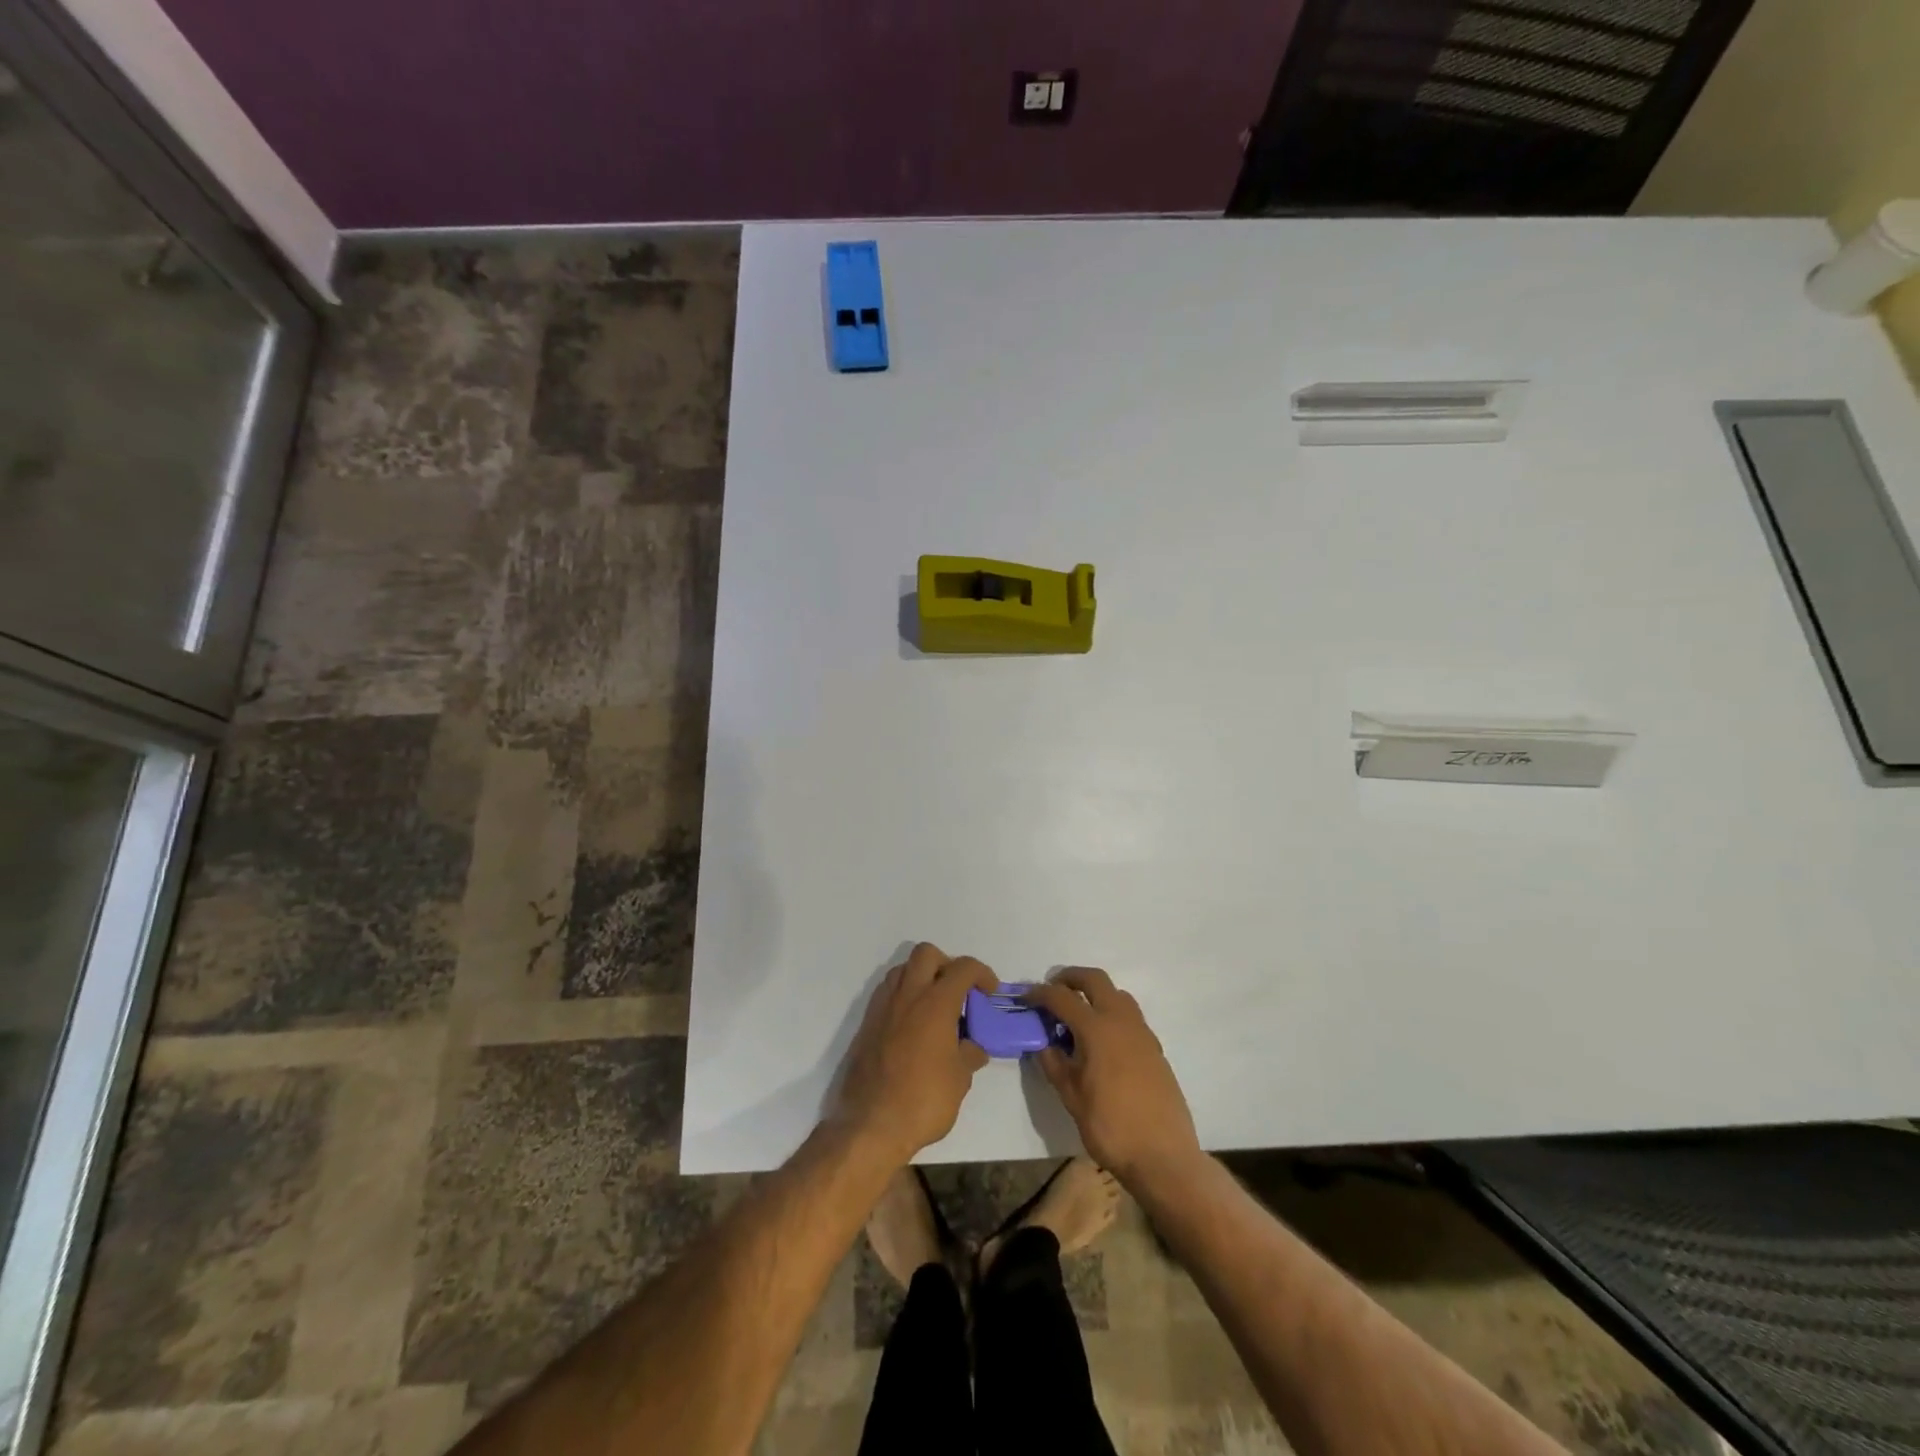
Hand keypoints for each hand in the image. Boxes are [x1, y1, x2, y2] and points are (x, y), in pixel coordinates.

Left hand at [830, 943, 995, 1165]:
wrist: (869, 1125)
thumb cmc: (922, 1101)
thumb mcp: (959, 1080)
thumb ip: (969, 1054)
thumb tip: (972, 1046)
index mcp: (936, 1003)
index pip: (963, 968)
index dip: (982, 973)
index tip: (990, 992)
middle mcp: (907, 995)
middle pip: (927, 953)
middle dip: (947, 964)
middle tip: (958, 992)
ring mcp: (883, 1006)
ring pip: (903, 969)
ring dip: (922, 977)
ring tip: (935, 1007)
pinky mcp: (866, 1023)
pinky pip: (887, 992)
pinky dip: (904, 996)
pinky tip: (913, 1025)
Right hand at [1025, 968, 1201, 1186]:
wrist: (1164, 1156)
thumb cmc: (1111, 1128)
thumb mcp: (1071, 1098)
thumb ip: (1055, 1064)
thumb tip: (1044, 1044)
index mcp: (1097, 1029)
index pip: (1062, 997)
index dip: (1040, 994)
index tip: (1026, 998)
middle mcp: (1121, 1021)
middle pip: (1095, 979)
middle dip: (1070, 978)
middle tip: (1053, 990)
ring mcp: (1142, 1032)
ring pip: (1117, 994)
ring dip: (1095, 993)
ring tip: (1078, 1016)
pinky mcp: (1154, 1047)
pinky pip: (1130, 1016)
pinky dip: (1111, 1013)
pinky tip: (1102, 1041)